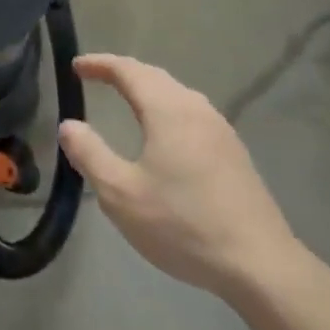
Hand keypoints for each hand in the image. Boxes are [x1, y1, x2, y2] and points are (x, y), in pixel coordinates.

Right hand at [59, 53, 304, 300]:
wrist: (261, 265)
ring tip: (126, 100)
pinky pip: (191, 113)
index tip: (76, 66)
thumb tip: (69, 125)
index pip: (128, 70)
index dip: (99, 64)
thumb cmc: (184, 225)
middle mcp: (196, 108)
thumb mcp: (121, 195)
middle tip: (95, 77)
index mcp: (168, 109)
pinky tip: (164, 134)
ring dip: (147, 90)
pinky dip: (166, 108)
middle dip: (123, 72)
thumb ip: (90, 155)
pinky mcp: (234, 153)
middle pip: (154, 76)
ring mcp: (220, 130)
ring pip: (176, 94)